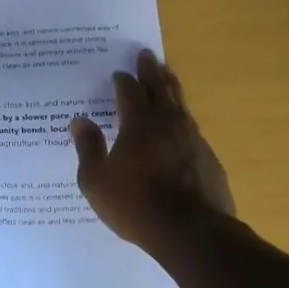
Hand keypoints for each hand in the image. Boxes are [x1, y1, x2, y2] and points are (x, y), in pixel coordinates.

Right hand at [71, 50, 234, 252]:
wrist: (191, 232)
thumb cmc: (135, 205)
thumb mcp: (96, 181)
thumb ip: (88, 148)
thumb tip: (79, 121)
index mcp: (139, 125)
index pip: (130, 93)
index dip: (123, 81)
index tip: (119, 72)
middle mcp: (168, 124)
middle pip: (160, 89)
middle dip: (151, 71)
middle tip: (147, 55)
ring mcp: (193, 140)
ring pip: (180, 105)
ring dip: (171, 88)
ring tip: (167, 77)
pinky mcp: (209, 159)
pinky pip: (192, 130)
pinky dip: (182, 120)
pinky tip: (181, 126)